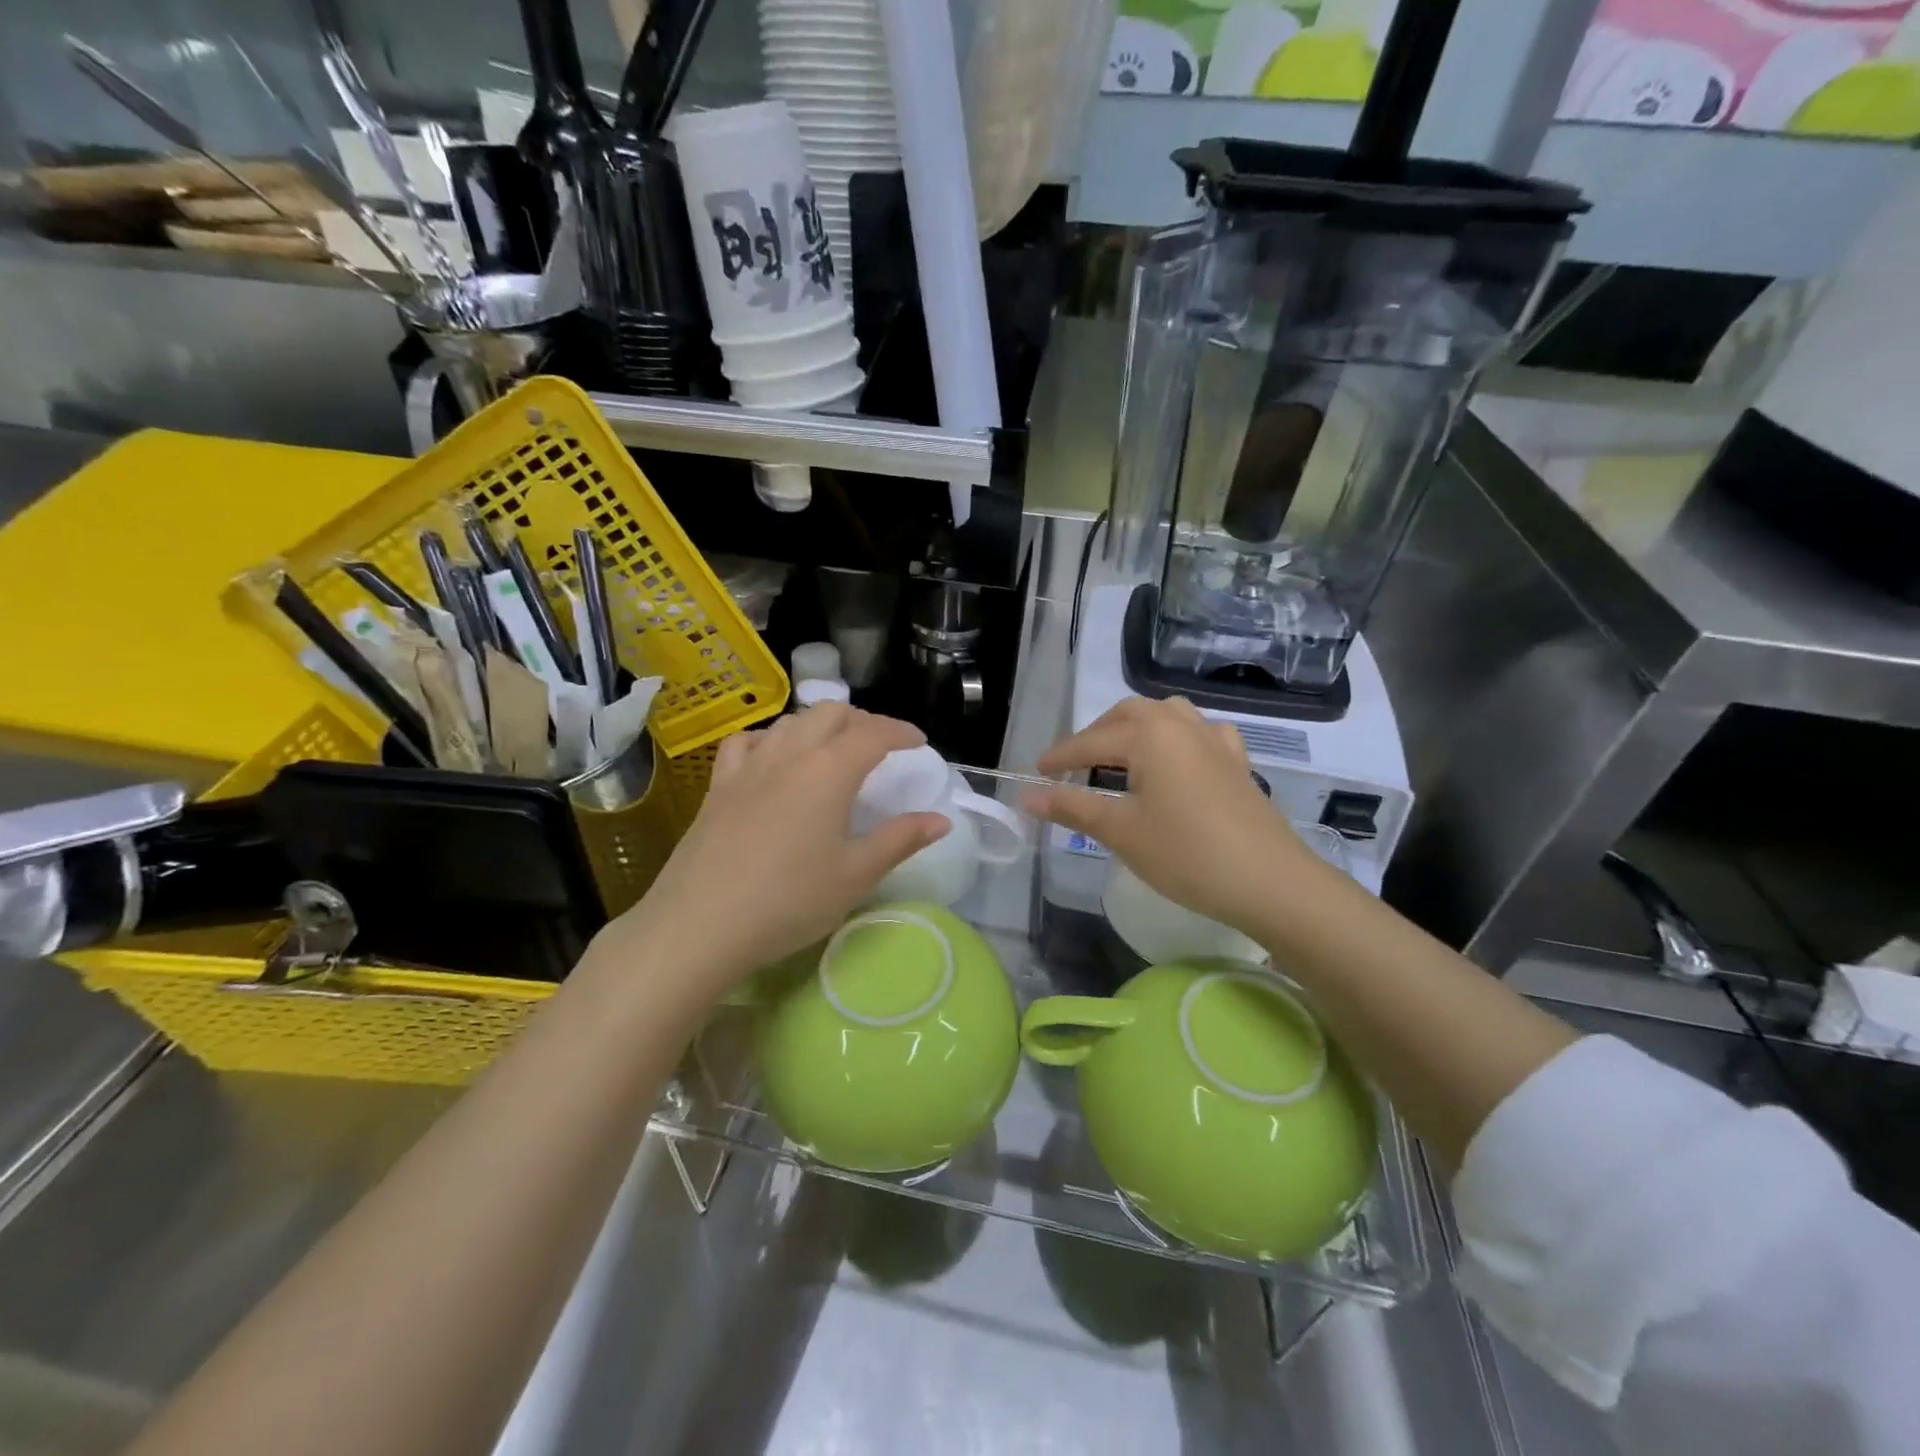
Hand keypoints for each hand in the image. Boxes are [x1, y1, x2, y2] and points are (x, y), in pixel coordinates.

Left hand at [608, 706, 949, 1001]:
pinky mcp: (719, 785)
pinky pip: (747, 742)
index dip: (901, 731)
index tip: (918, 742)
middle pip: (831, 713)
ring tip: (833, 748)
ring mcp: (749, 766)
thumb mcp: (856, 874)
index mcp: (831, 770)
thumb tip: (942, 820)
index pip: (874, 733)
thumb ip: (901, 840)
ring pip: (790, 722)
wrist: (701, 923)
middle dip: (862, 720)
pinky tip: (773, 758)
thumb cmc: (790, 900)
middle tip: (880, 745)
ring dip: (819, 724)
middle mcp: (791, 753)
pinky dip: (770, 739)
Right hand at [1024, 696, 1328, 939]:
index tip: (1034, 775)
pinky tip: (1176, 761)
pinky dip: (1176, 739)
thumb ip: (1072, 806)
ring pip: (1165, 716)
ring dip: (1135, 730)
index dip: (1059, 759)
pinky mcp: (1236, 761)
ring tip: (1118, 759)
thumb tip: (1026, 796)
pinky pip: (1199, 734)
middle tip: (1074, 768)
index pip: (1089, 742)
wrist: (1269, 881)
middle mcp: (1180, 724)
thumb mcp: (1121, 831)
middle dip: (1095, 736)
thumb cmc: (1186, 854)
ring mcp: (1214, 740)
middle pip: (1127, 716)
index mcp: (1148, 735)